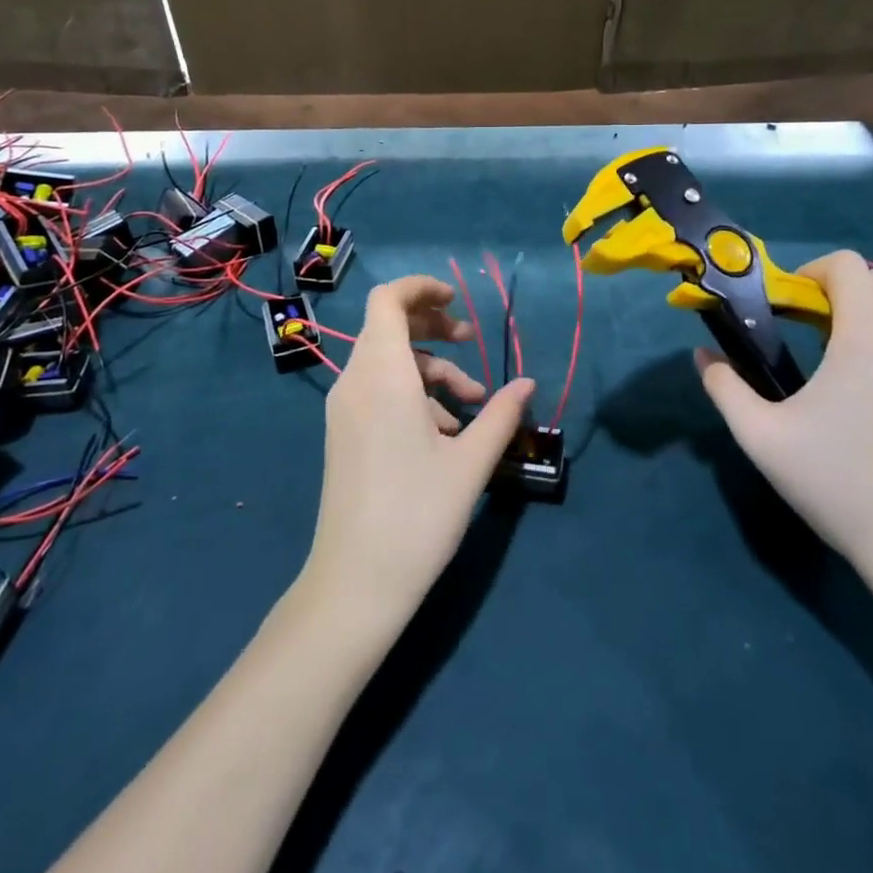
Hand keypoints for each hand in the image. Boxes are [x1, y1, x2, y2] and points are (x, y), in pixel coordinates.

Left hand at [301, 275, 534, 636]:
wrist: (355, 584)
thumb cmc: (417, 515)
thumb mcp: (471, 462)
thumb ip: (502, 414)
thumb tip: (528, 384)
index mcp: (383, 375)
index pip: (388, 299)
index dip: (422, 288)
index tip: (458, 302)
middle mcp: (355, 382)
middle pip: (389, 326)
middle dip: (433, 326)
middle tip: (470, 342)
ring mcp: (344, 409)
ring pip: (389, 362)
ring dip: (432, 370)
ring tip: (472, 405)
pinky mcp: (344, 433)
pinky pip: (378, 390)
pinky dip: (413, 394)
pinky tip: (445, 433)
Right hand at [695, 250, 872, 594]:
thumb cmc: (839, 487)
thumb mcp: (761, 438)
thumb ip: (724, 387)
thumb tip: (702, 355)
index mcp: (867, 337)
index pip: (845, 265)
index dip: (812, 272)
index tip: (793, 305)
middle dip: (846, 291)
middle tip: (820, 331)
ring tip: (862, 357)